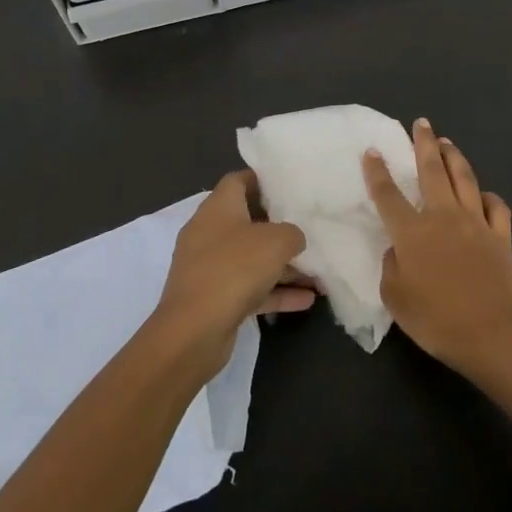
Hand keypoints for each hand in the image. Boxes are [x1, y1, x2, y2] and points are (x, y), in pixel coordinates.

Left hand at [152, 172, 312, 372]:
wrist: (194, 331)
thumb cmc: (234, 269)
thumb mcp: (276, 241)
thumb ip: (292, 233)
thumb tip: (293, 239)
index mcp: (218, 208)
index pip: (239, 181)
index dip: (263, 179)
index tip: (290, 186)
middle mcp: (209, 233)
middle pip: (248, 222)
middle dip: (280, 228)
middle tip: (310, 229)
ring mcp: (210, 268)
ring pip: (252, 259)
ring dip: (283, 266)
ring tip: (318, 273)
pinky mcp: (214, 299)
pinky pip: (250, 289)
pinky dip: (276, 292)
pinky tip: (307, 300)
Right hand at [362, 119, 511, 376]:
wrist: (488, 334)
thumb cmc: (434, 319)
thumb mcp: (395, 297)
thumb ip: (391, 265)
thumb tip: (398, 248)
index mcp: (412, 232)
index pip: (388, 194)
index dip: (377, 171)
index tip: (372, 150)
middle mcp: (443, 216)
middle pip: (432, 171)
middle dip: (424, 144)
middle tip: (422, 123)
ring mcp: (475, 222)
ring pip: (464, 178)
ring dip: (453, 157)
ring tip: (446, 142)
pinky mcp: (500, 235)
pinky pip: (495, 206)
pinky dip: (487, 196)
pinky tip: (482, 195)